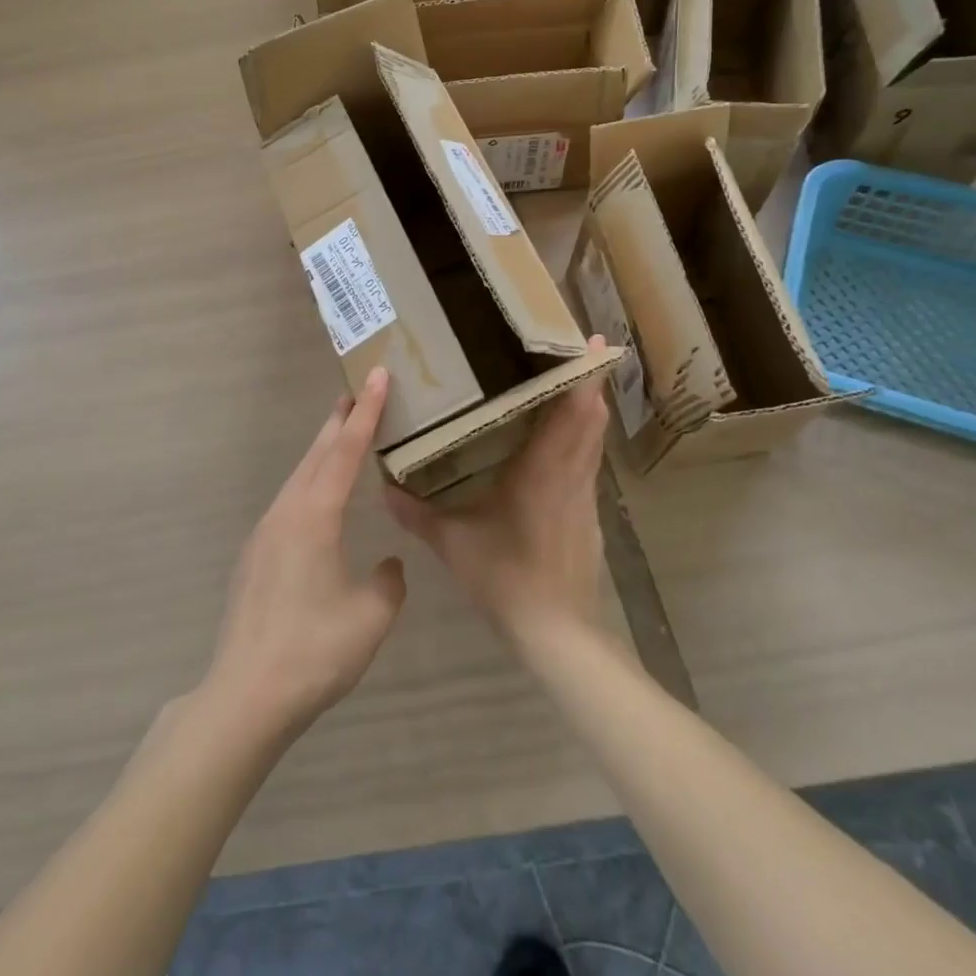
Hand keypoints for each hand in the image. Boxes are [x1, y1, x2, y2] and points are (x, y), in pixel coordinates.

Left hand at [202, 368, 405, 741]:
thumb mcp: (370, 616)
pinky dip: (309, 483)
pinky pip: (289, 502)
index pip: (346, 451)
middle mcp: (286, 512)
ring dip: (322, 451)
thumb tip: (386, 565)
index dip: (366, 412)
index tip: (377, 376)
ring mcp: (265, 533)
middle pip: (316, 454)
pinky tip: (318, 501)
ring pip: (299, 477)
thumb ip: (386, 582)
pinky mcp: (255, 555)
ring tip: (342, 434)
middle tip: (359, 392)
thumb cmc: (314, 651)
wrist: (246, 694)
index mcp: (314, 516)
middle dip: (340, 422)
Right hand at [387, 336, 609, 648]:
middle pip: (591, 417)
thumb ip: (416, 513)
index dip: (585, 376)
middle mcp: (570, 474)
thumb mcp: (452, 543)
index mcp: (542, 471)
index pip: (574, 413)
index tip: (591, 343)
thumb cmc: (505, 576)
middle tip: (579, 347)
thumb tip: (382, 488)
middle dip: (590, 380)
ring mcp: (584, 496)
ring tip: (573, 380)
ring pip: (593, 440)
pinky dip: (584, 438)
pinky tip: (564, 440)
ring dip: (589, 407)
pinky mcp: (588, 515)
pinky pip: (589, 462)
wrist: (555, 632)